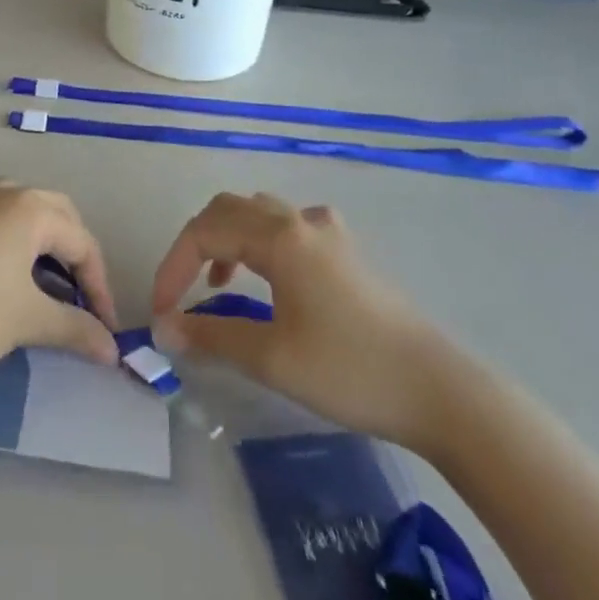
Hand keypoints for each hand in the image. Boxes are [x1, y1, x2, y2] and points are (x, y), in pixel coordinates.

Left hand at [0, 180, 119, 380]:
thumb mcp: (31, 320)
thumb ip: (76, 329)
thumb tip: (111, 350)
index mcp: (33, 209)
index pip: (82, 243)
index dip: (99, 285)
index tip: (103, 326)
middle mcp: (3, 192)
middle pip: (54, 210)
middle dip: (72, 247)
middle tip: (78, 288)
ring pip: (11, 198)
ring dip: (31, 225)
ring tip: (36, 261)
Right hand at [150, 192, 455, 455]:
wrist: (439, 390)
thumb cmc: (350, 370)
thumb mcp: (272, 357)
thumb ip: (212, 336)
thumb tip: (165, 329)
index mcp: (279, 236)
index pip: (205, 230)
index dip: (173, 266)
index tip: (160, 311)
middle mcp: (300, 220)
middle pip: (229, 209)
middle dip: (195, 244)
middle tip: (181, 291)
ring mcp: (328, 231)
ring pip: (259, 213)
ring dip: (227, 237)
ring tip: (217, 282)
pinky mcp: (346, 251)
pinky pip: (287, 226)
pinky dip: (259, 242)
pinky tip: (267, 278)